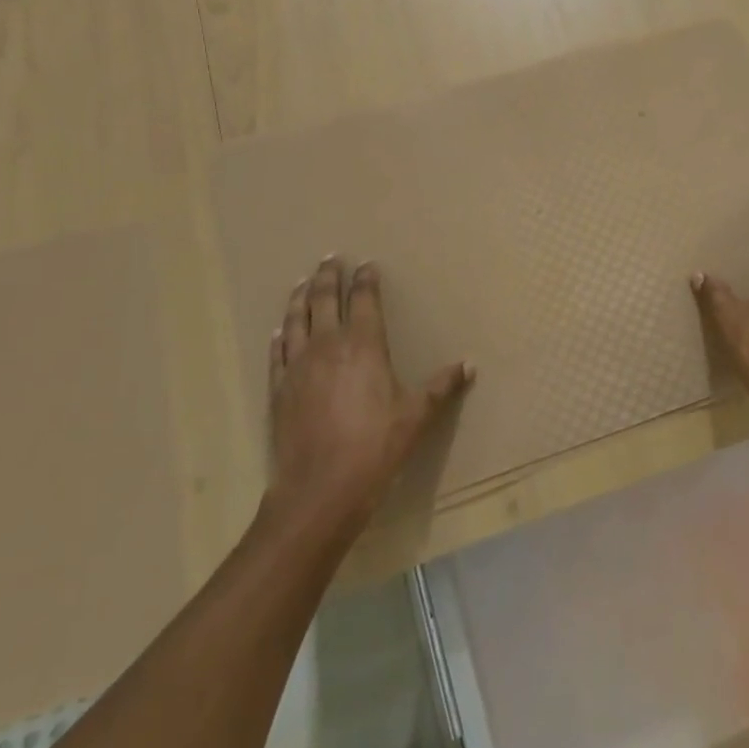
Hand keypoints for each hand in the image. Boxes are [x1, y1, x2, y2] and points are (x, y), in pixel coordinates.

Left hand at [264, 256, 472, 536]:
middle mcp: (327, 345)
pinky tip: (281, 330)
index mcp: (363, 344)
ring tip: (302, 282)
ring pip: (296, 319)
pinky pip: (278, 352)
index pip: (363, 299)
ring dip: (300, 297)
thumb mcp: (416, 416)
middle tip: (330, 258)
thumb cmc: (376, 447)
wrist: (320, 489)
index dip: (365, 279)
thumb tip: (470, 364)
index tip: (367, 264)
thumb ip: (442, 386)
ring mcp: (298, 365)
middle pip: (324, 299)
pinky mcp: (278, 388)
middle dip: (328, 276)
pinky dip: (281, 336)